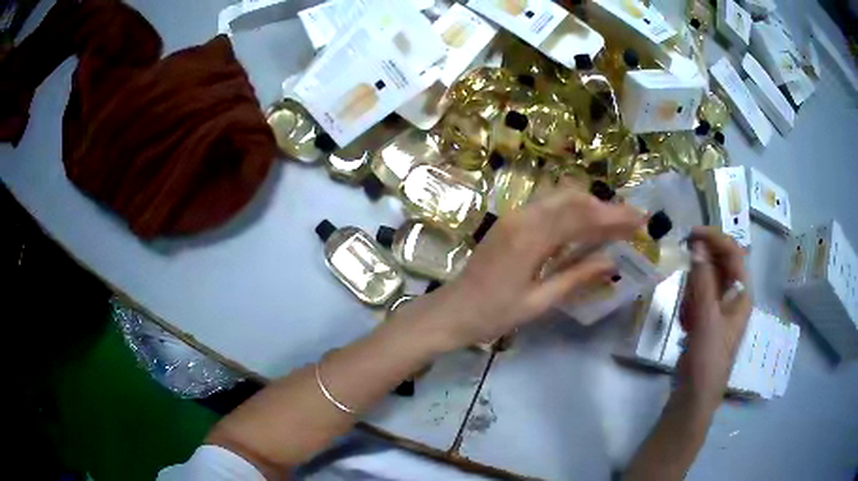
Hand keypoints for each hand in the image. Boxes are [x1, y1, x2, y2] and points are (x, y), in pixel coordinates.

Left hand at [396, 188, 646, 351]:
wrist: (451, 311)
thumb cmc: (493, 314)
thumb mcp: (539, 302)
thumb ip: (576, 277)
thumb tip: (612, 261)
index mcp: (531, 237)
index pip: (582, 215)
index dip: (615, 215)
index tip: (641, 219)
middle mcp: (523, 217)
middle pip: (573, 198)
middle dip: (606, 207)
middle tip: (631, 222)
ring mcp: (514, 217)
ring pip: (560, 199)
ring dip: (590, 206)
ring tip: (615, 224)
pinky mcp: (511, 222)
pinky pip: (548, 208)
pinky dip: (572, 212)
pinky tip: (585, 227)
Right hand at [677, 227, 751, 407]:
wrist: (694, 396)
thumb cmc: (708, 358)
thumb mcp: (707, 318)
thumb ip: (702, 280)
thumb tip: (696, 244)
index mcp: (742, 294)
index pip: (733, 253)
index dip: (715, 238)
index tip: (691, 233)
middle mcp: (734, 297)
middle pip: (719, 264)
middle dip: (701, 268)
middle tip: (684, 275)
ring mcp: (719, 309)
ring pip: (705, 281)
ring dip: (693, 290)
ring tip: (687, 314)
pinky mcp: (706, 320)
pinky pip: (697, 298)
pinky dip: (689, 304)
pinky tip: (684, 324)